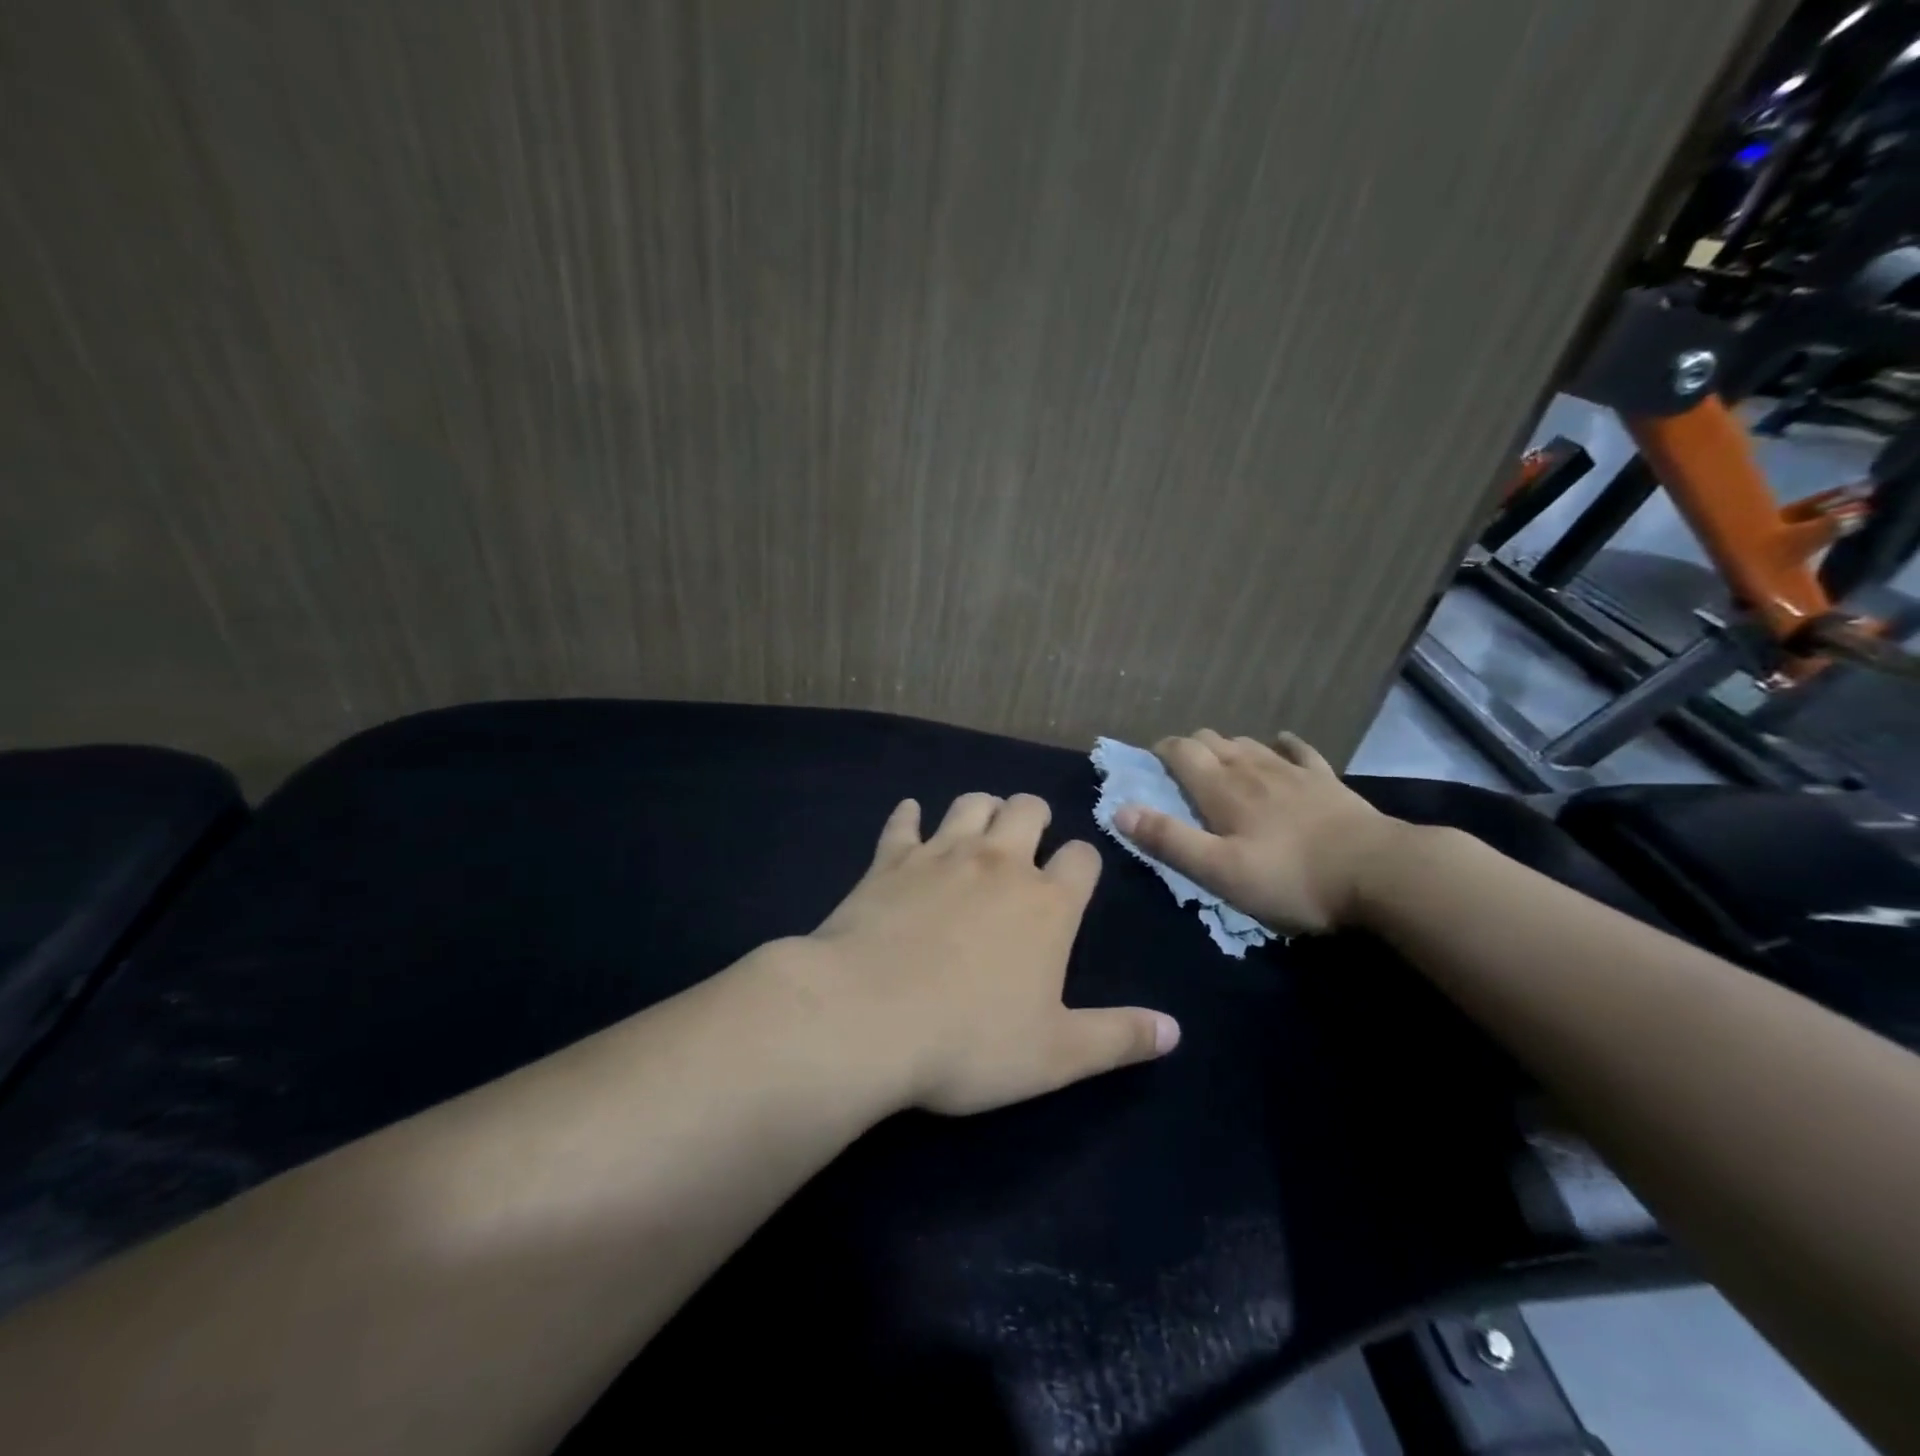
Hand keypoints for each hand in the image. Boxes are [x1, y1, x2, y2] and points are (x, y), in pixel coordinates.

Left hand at [806, 792, 1179, 1114]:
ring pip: (970, 804)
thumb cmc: (969, 1041)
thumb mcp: (1057, 1055)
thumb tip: (1175, 1031)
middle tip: (1029, 840)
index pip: (1082, 858)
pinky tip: (909, 818)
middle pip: (1028, 809)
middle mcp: (999, 864)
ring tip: (981, 826)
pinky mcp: (889, 860)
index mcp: (1047, 904)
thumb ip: (1119, 1038)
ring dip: (982, 808)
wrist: (866, 1017)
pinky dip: (908, 816)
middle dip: (1035, 817)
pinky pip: (902, 822)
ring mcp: (940, 854)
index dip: (1083, 863)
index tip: (1076, 878)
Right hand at [1113, 730, 1403, 934]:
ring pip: (1249, 742)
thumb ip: (1169, 839)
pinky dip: (1283, 744)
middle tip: (1181, 769)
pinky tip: (1280, 743)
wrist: (1379, 873)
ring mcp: (1292, 771)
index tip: (1150, 762)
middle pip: (1213, 740)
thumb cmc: (1291, 877)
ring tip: (1221, 762)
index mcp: (1222, 789)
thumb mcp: (1219, 870)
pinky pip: (1299, 750)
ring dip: (1228, 746)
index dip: (1161, 751)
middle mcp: (1252, 768)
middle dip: (1190, 747)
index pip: (1181, 751)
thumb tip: (1120, 810)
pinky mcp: (1326, 781)